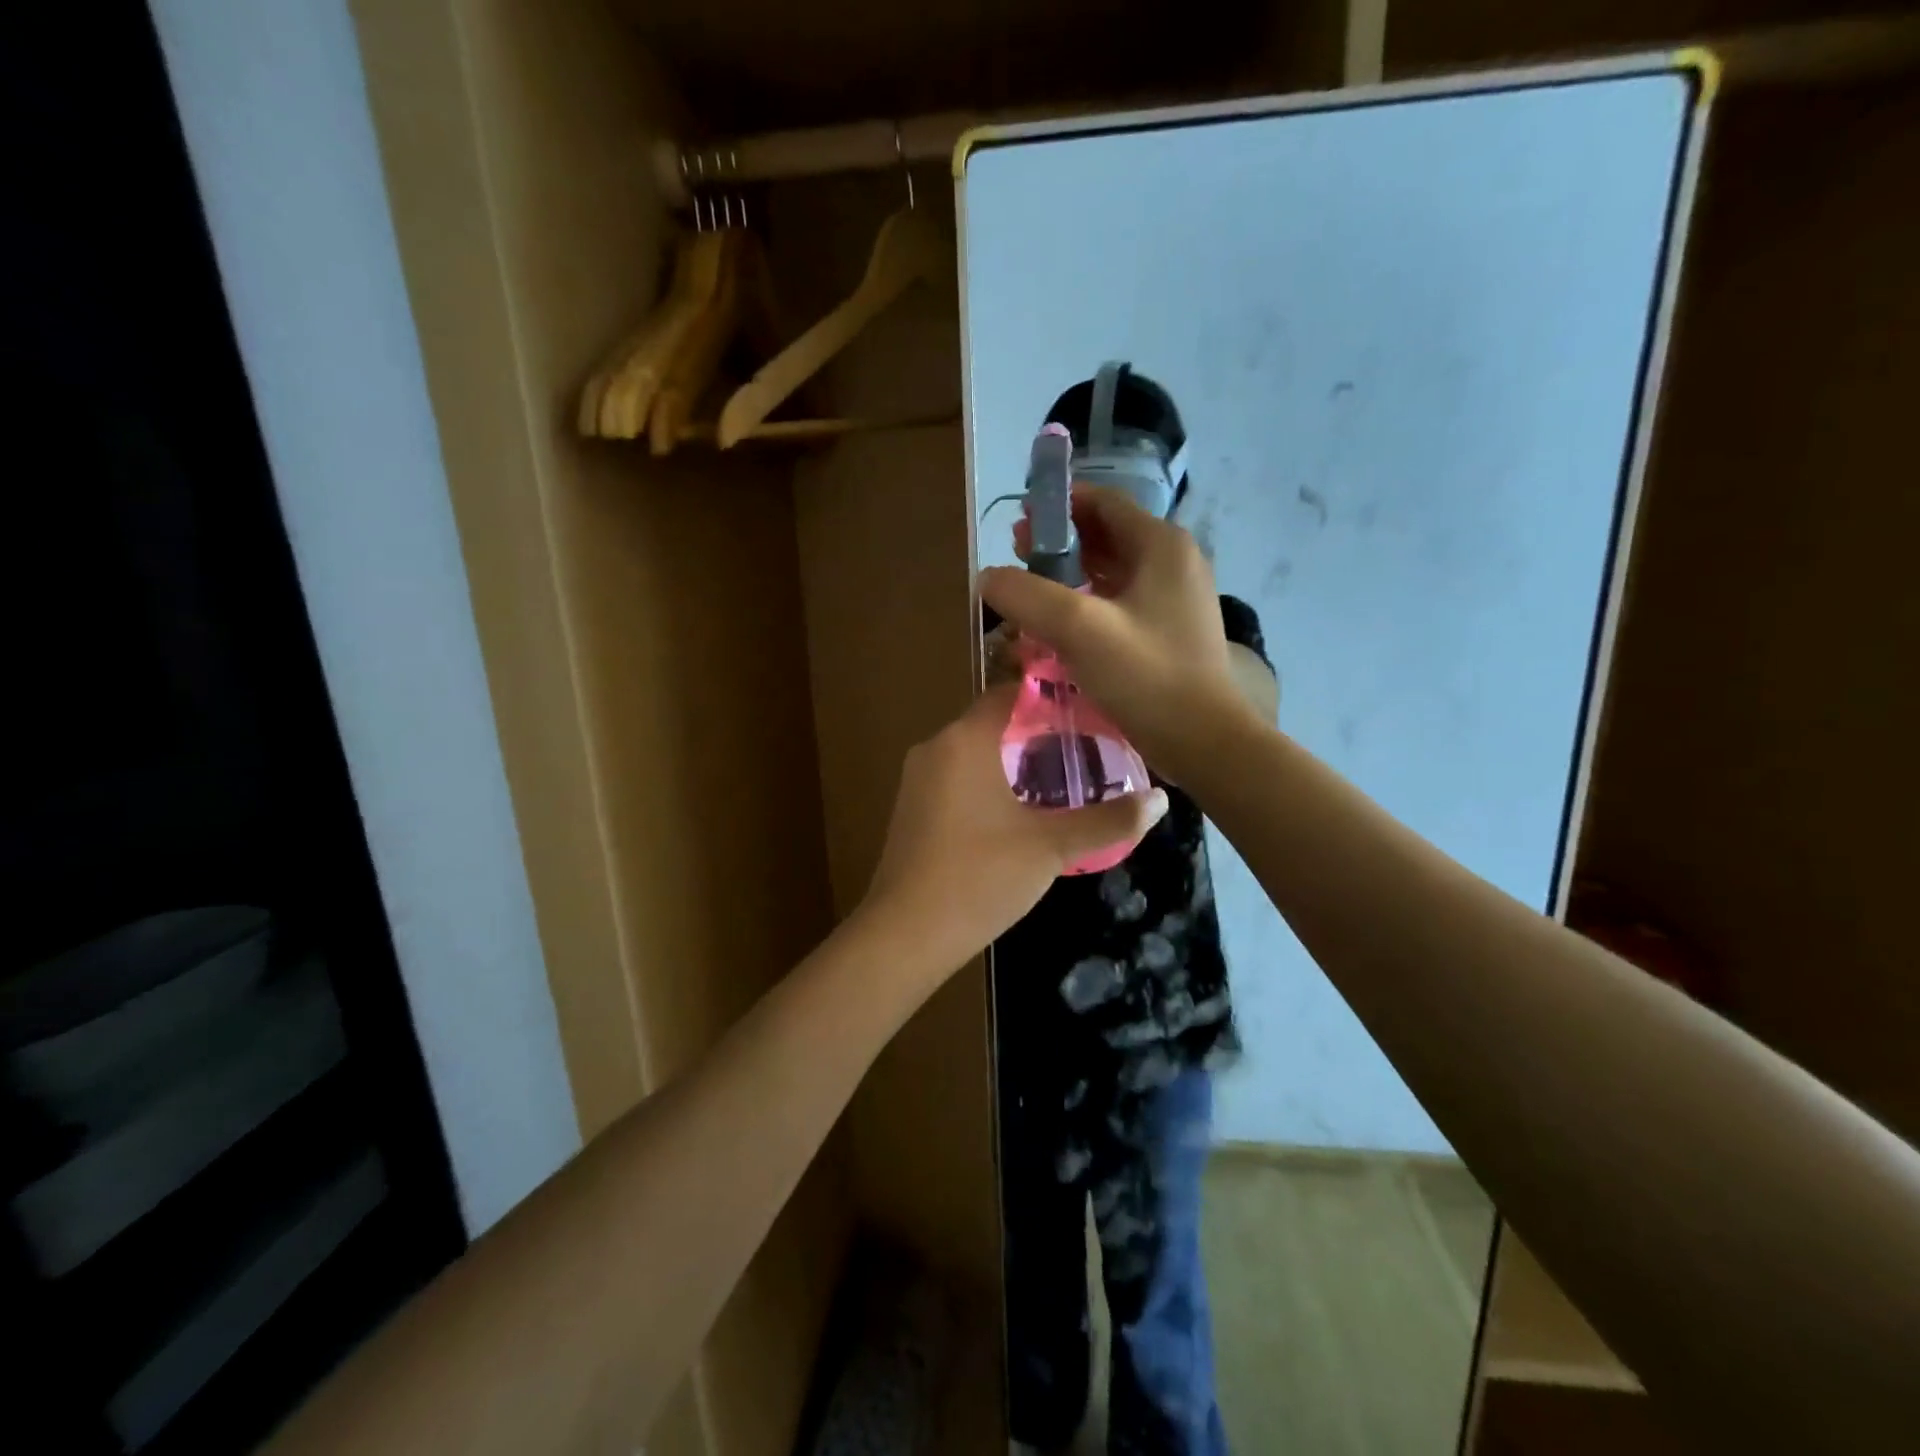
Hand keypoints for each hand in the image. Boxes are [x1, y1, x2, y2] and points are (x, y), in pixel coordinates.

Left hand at [860, 682, 1167, 972]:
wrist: (905, 934)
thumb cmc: (980, 877)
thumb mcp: (1052, 848)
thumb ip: (1108, 820)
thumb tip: (1161, 800)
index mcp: (965, 740)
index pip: (1011, 692)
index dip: (1051, 696)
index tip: (1090, 709)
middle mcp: (936, 747)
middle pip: (994, 722)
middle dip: (1039, 733)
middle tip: (1087, 749)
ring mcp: (917, 779)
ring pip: (975, 753)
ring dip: (1014, 761)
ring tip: (1062, 780)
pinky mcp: (912, 809)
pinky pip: (958, 778)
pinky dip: (990, 782)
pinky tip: (1020, 812)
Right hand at [980, 486, 1249, 778]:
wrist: (1204, 741)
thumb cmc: (1146, 676)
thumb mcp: (1078, 629)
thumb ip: (1027, 595)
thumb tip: (988, 577)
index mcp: (1161, 545)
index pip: (1103, 502)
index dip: (1058, 505)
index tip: (1018, 521)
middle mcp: (1174, 563)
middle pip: (1107, 536)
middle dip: (1060, 542)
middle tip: (1016, 557)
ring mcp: (1175, 600)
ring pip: (1113, 572)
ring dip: (1072, 576)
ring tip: (1031, 591)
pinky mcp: (1170, 633)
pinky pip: (1121, 604)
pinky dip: (1089, 604)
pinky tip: (1061, 626)